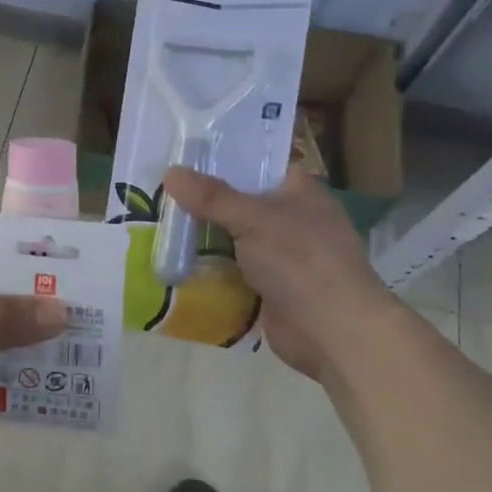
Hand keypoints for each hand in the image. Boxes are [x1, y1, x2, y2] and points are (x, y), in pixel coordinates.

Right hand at [161, 164, 395, 381]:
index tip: (184, 159)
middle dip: (204, 203)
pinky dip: (209, 270)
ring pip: (233, 240)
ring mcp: (282, 257)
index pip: (259, 166)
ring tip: (159, 227)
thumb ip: (211, 197)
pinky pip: (232, 272)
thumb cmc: (301, 261)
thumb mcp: (253, 219)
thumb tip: (171, 172)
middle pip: (240, 204)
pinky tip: (175, 264)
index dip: (224, 161)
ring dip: (203, 239)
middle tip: (160, 193)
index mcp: (300, 193)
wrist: (333, 332)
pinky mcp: (269, 289)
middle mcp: (292, 221)